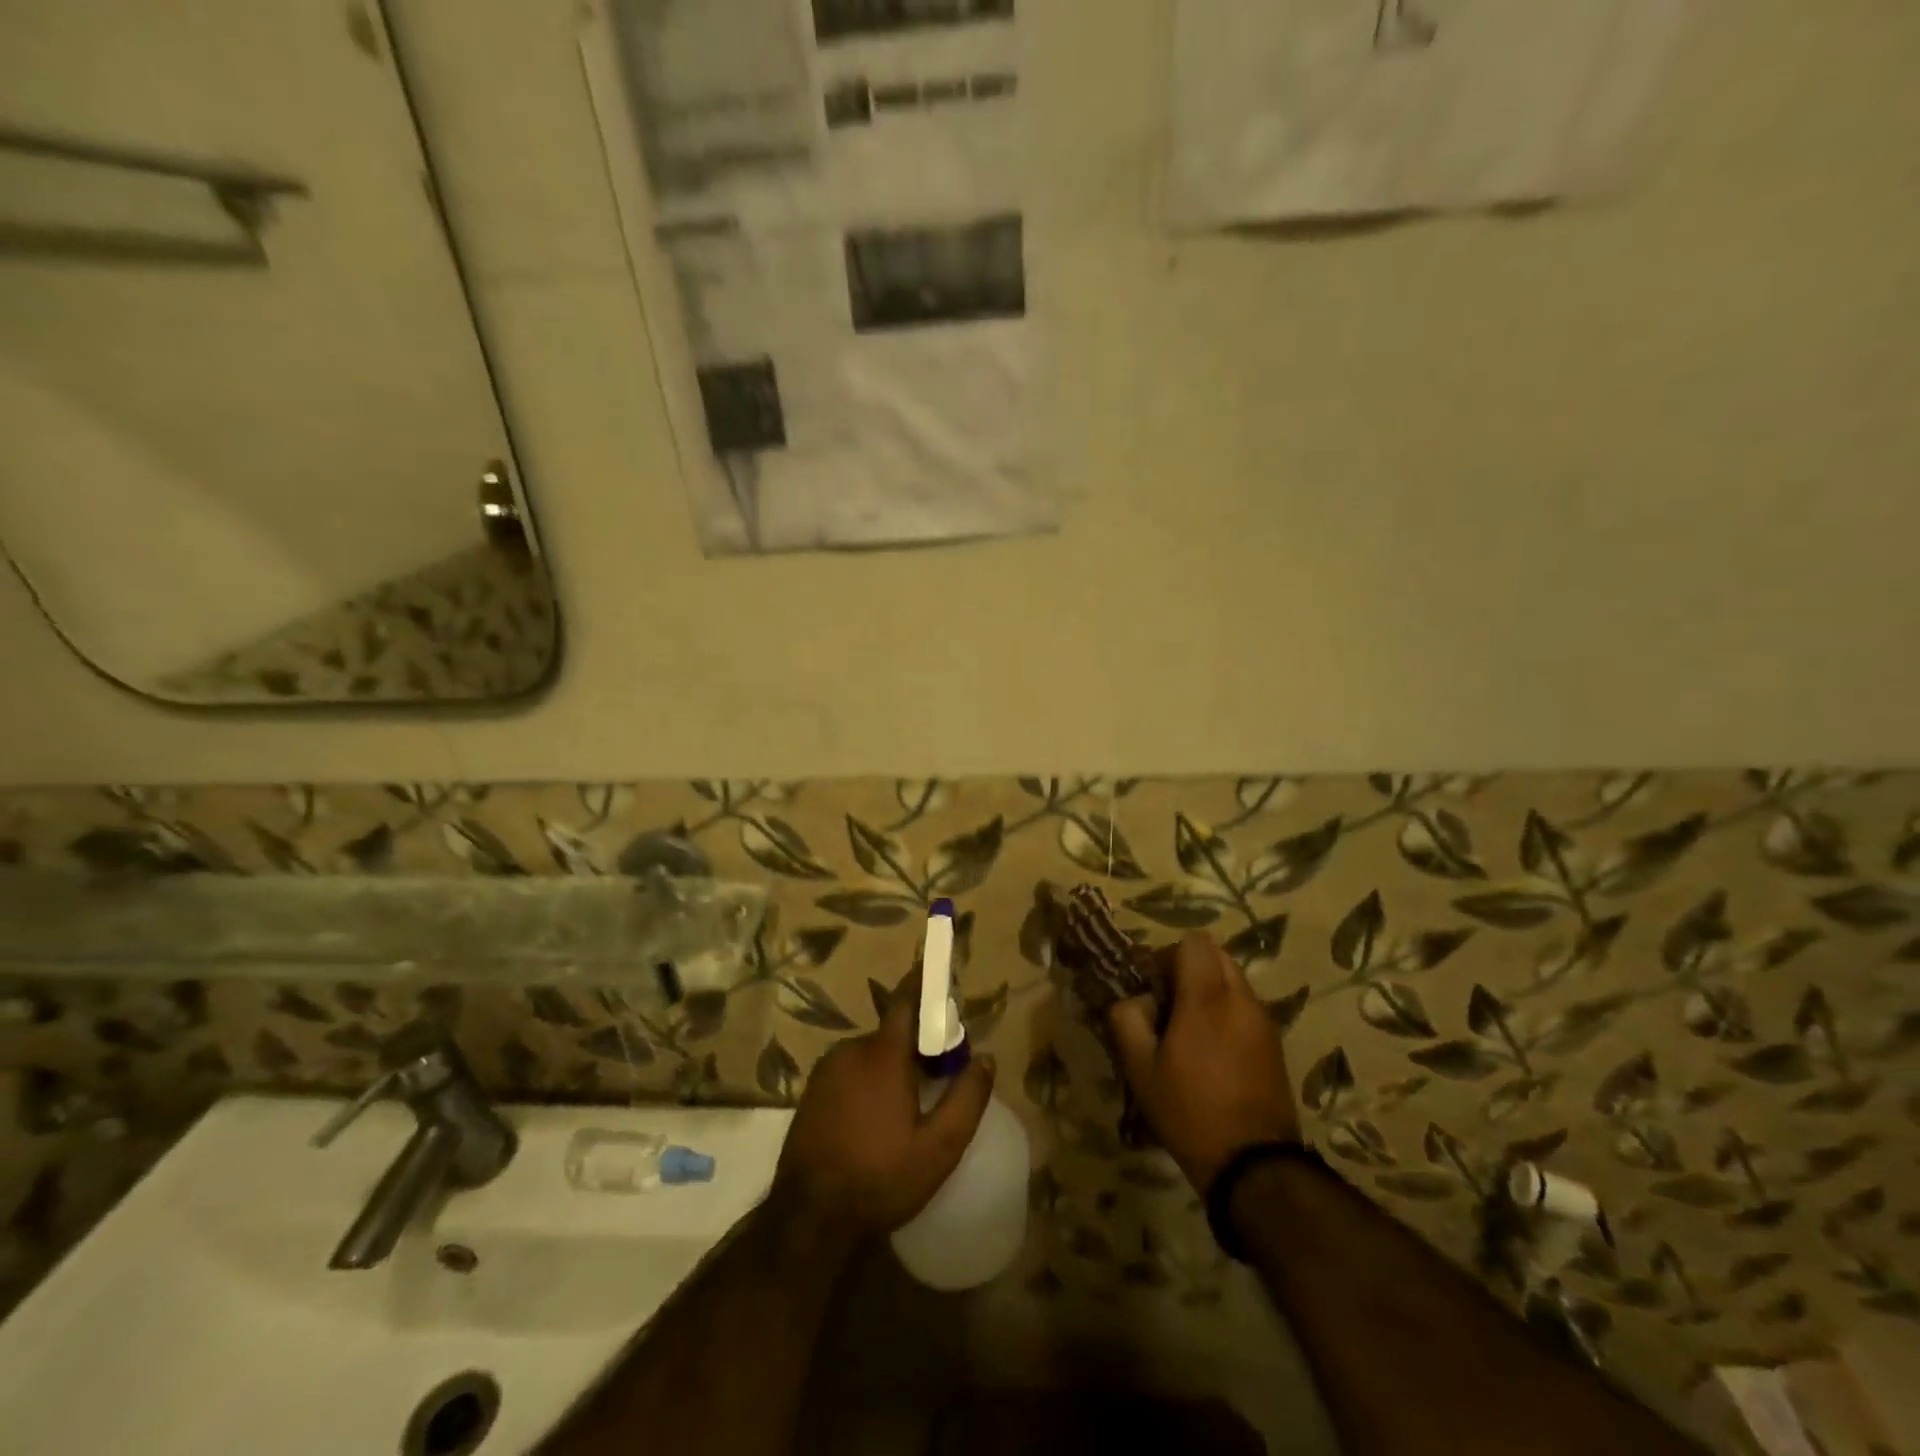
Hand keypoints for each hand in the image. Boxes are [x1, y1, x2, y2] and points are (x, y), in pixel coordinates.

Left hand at [772, 975, 995, 1241]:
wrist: (808, 1219)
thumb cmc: (880, 1179)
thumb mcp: (939, 1148)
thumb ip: (967, 1098)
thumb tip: (986, 1058)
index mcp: (883, 1054)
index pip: (906, 1001)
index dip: (924, 983)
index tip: (941, 976)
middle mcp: (852, 1050)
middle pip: (893, 1032)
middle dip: (918, 1045)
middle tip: (940, 1077)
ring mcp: (827, 1070)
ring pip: (872, 1054)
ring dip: (893, 1066)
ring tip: (909, 1107)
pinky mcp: (812, 1091)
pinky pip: (851, 1070)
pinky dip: (869, 1080)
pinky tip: (877, 1119)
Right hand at [1109, 934, 1299, 1193]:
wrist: (1253, 1165)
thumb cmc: (1189, 1111)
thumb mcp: (1139, 1067)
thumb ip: (1126, 1018)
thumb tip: (1134, 998)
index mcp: (1207, 997)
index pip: (1193, 943)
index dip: (1167, 956)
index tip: (1152, 987)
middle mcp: (1241, 999)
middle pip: (1216, 955)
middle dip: (1189, 969)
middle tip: (1168, 1005)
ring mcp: (1263, 1020)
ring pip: (1233, 980)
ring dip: (1209, 990)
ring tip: (1189, 1031)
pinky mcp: (1275, 1043)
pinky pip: (1245, 1006)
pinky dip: (1226, 1012)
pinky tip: (1212, 1052)